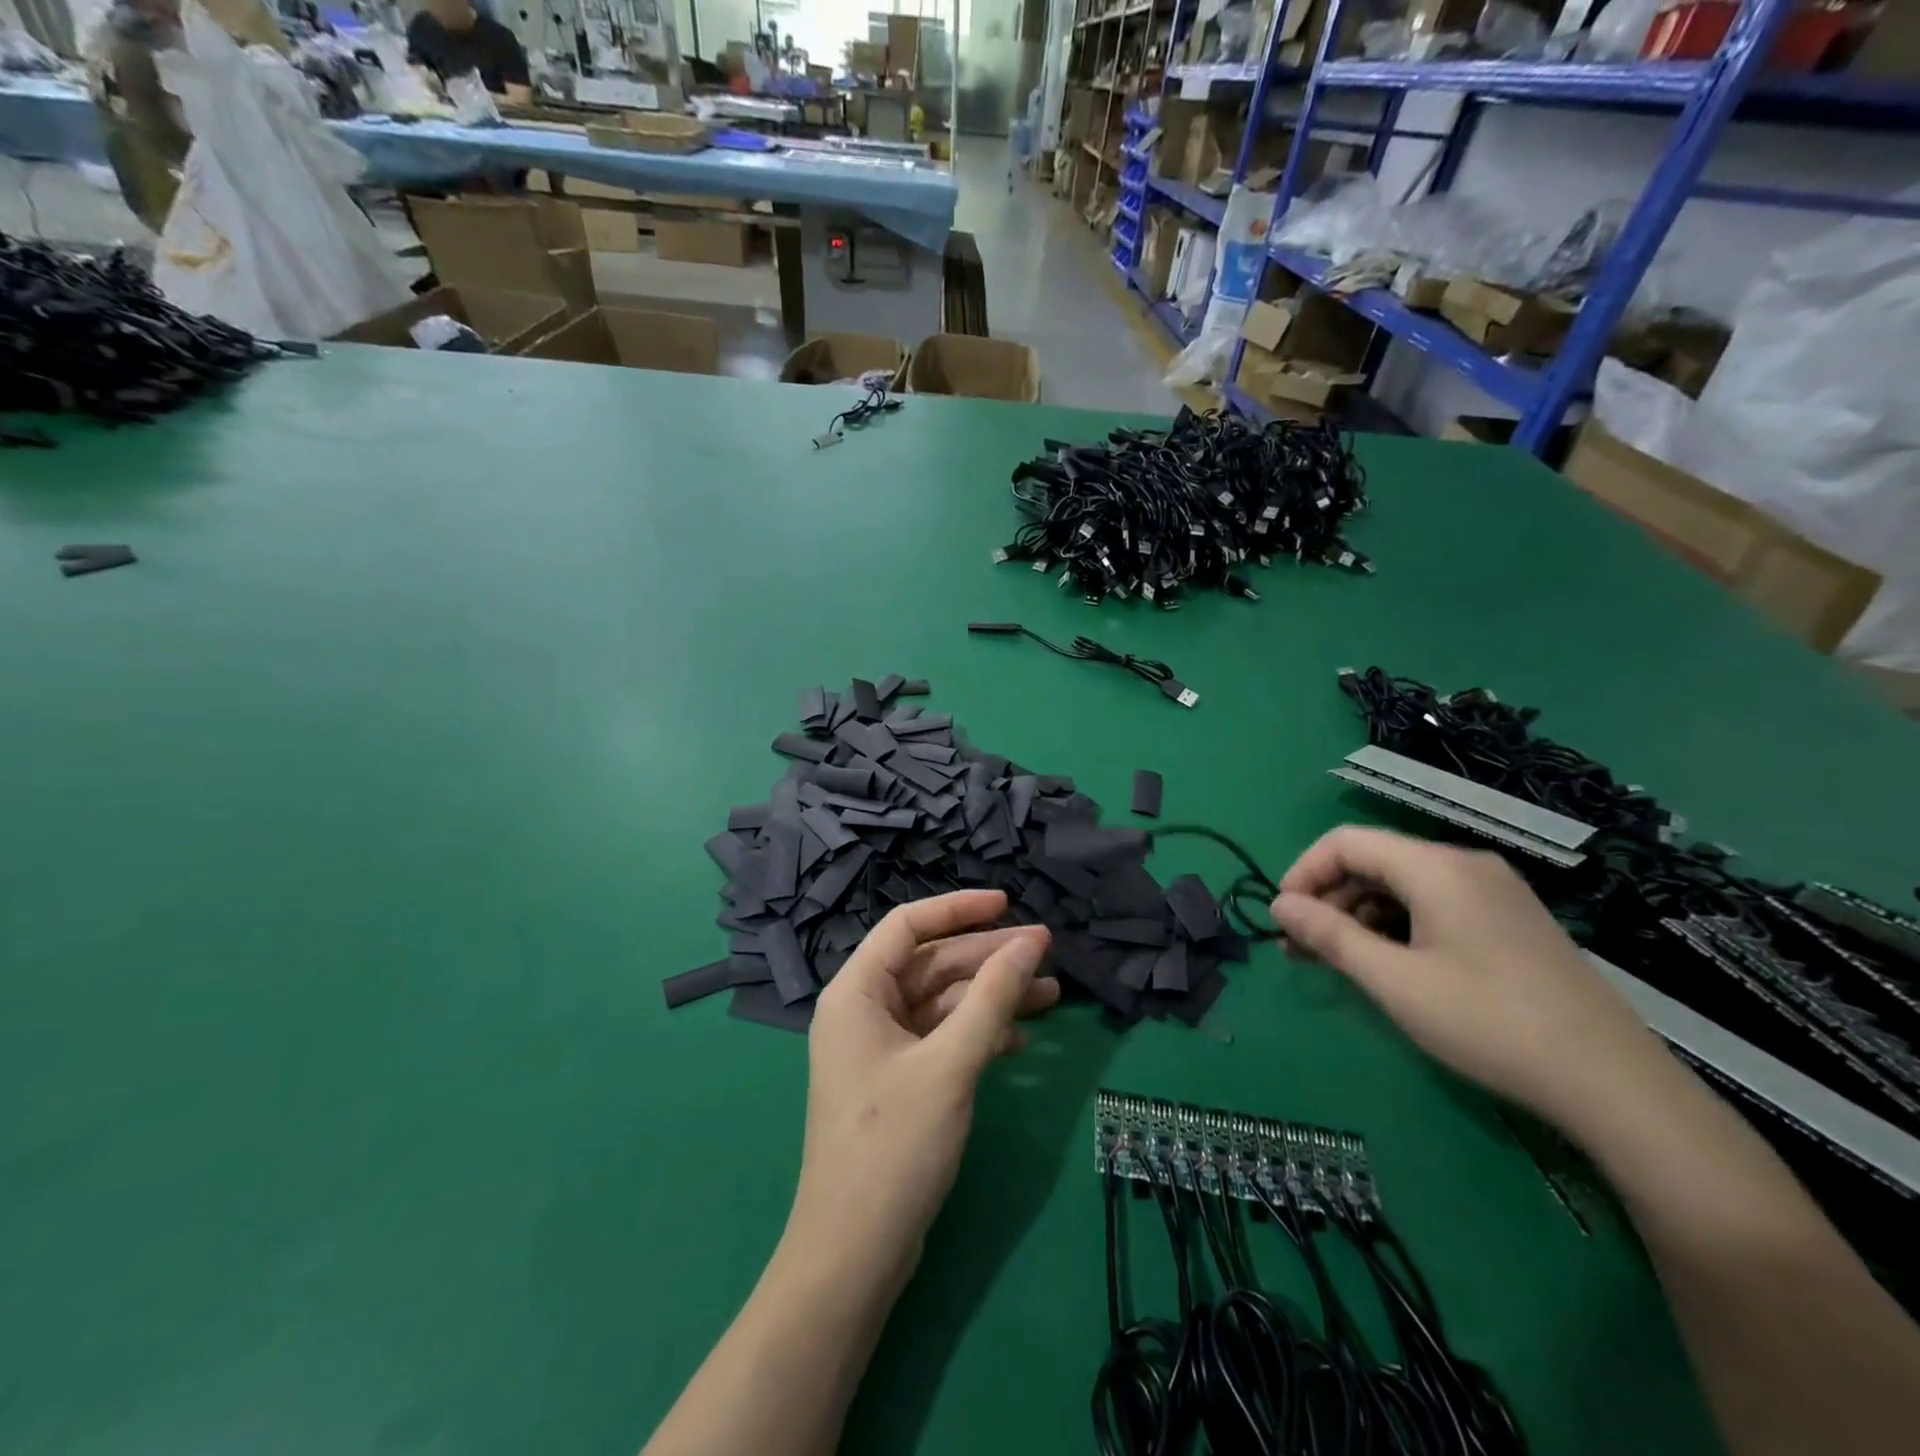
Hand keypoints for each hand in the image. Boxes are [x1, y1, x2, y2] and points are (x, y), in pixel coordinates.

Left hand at [787, 891, 1056, 1285]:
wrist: (856, 1251)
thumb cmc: (895, 1145)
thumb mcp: (951, 1064)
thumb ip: (992, 998)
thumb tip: (1031, 942)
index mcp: (857, 992)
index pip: (908, 925)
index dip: (958, 908)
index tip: (1008, 905)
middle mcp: (864, 1010)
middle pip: (933, 964)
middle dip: (989, 958)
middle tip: (1047, 952)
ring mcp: (881, 1048)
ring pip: (943, 1003)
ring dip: (993, 997)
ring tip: (1052, 994)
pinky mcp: (900, 1080)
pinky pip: (943, 1038)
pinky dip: (981, 1034)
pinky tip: (1022, 1042)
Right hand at [1271, 826, 1667, 1135]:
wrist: (1615, 1085)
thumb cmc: (1488, 1023)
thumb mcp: (1393, 981)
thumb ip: (1329, 935)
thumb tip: (1279, 906)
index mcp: (1436, 867)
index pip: (1345, 842)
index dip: (1303, 873)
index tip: (1282, 919)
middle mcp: (1465, 865)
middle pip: (1373, 861)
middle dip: (1328, 899)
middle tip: (1300, 949)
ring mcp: (1494, 892)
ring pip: (1402, 886)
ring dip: (1358, 916)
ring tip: (1335, 962)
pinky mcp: (1510, 921)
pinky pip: (1433, 905)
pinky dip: (1396, 926)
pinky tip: (1387, 966)